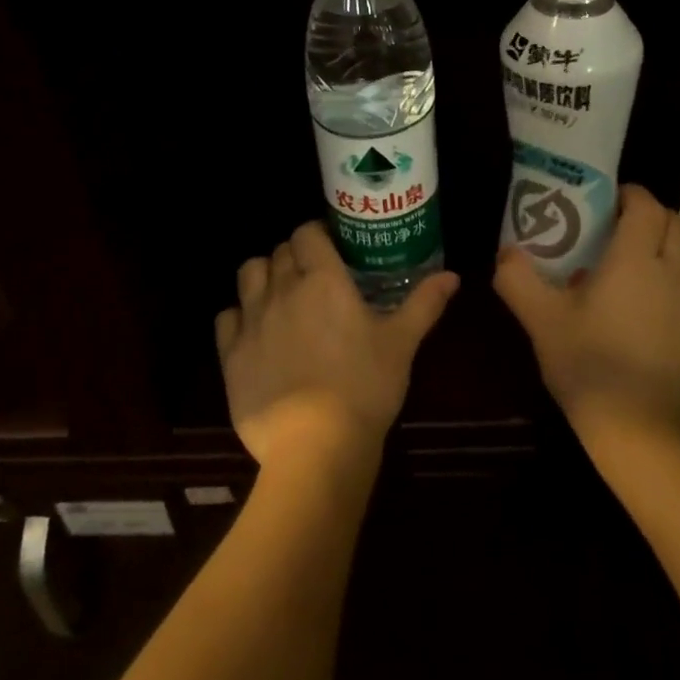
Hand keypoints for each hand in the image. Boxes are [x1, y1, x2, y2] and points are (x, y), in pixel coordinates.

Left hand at [218, 222, 458, 469]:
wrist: (315, 446)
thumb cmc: (364, 387)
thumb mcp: (402, 343)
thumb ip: (424, 303)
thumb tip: (452, 276)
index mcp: (323, 279)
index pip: (307, 233)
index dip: (316, 235)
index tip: (330, 250)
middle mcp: (283, 289)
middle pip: (279, 251)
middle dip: (294, 256)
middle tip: (312, 277)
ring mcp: (252, 320)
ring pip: (248, 274)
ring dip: (263, 276)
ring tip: (280, 297)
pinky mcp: (230, 354)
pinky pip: (226, 317)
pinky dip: (239, 316)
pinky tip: (256, 333)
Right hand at [494, 184, 679, 446]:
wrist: (645, 436)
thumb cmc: (590, 366)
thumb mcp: (541, 321)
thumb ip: (518, 279)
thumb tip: (505, 253)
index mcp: (636, 260)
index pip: (646, 206)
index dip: (631, 195)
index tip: (610, 200)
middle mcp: (677, 274)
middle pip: (678, 225)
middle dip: (653, 217)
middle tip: (622, 230)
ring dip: (673, 248)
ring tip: (644, 266)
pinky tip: (658, 317)